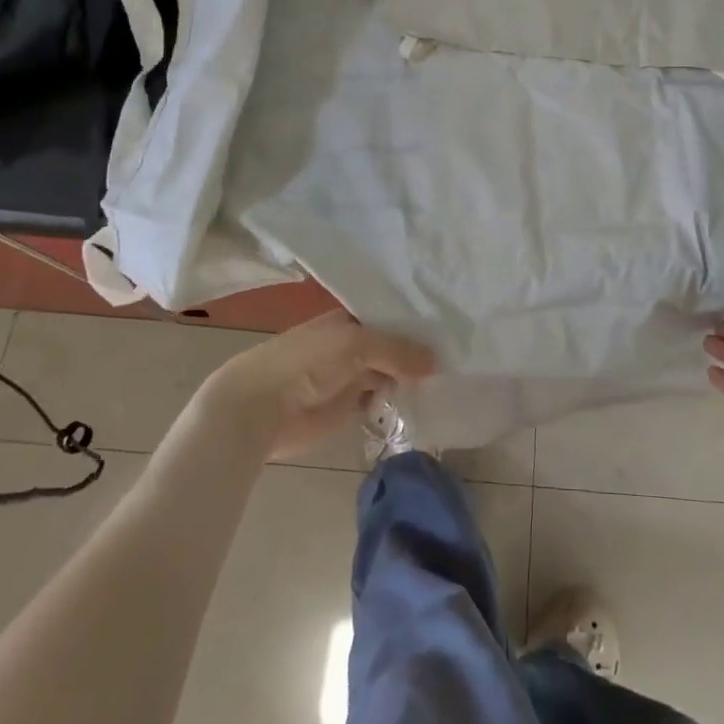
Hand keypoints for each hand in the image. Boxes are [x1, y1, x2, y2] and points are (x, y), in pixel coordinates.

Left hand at [202, 310, 437, 458]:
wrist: (260, 407)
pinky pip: (381, 400)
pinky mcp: (348, 407)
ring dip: (413, 377)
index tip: (453, 326)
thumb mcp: (356, 344)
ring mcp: (351, 376)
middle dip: (420, 350)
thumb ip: (397, 350)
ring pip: (390, 373)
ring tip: (455, 376)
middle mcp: (353, 344)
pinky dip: (400, 401)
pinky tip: (429, 400)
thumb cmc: (305, 362)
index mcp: (351, 319)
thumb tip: (436, 363)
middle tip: (463, 353)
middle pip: (394, 345)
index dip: (419, 321)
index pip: (392, 316)